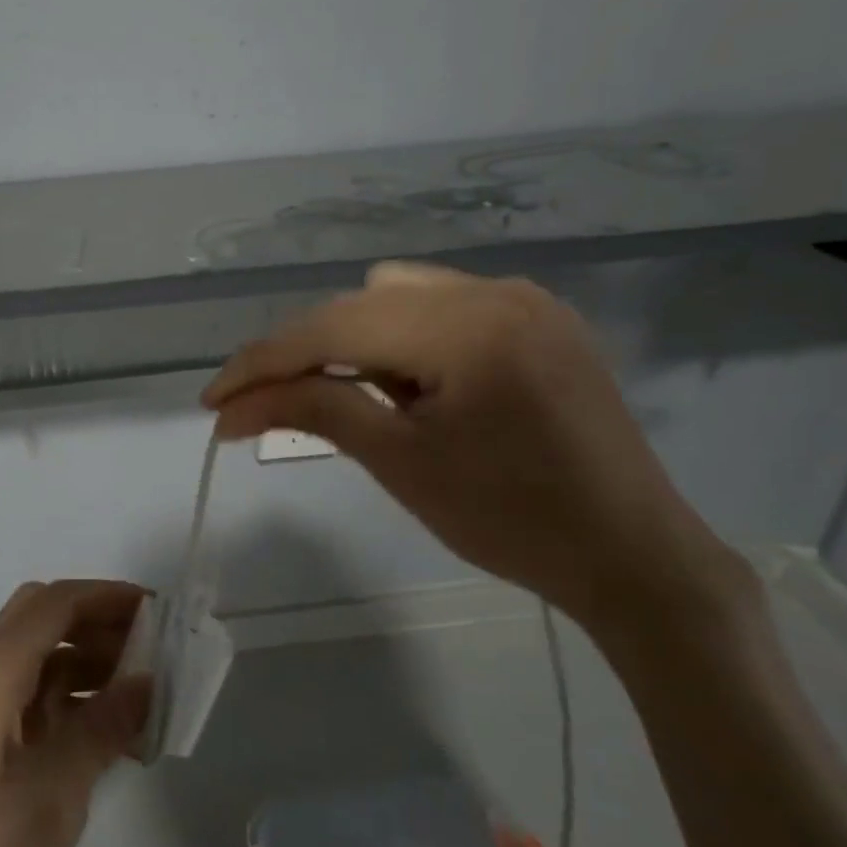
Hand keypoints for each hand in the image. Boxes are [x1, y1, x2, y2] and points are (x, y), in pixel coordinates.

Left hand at [0, 581, 148, 846]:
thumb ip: (104, 725)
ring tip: (145, 692)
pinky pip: (35, 697)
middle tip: (153, 648)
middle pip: (45, 618)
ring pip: (41, 656)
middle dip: (99, 621)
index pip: (58, 602)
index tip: (161, 612)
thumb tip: (147, 679)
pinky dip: (74, 698)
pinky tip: (113, 731)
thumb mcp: (57, 790)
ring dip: (89, 661)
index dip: (109, 596)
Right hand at [202, 262, 756, 643]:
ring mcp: (522, 298)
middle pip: (358, 304)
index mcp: (467, 326)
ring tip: (348, 397)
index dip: (262, 362)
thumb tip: (230, 408)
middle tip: (263, 405)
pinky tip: (404, 383)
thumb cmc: (512, 522)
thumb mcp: (399, 464)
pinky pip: (440, 307)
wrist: (634, 557)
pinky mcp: (537, 318)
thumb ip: (312, 411)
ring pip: (395, 297)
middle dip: (302, 353)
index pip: (332, 327)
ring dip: (350, 340)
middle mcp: (495, 290)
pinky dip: (399, 338)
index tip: (213, 400)